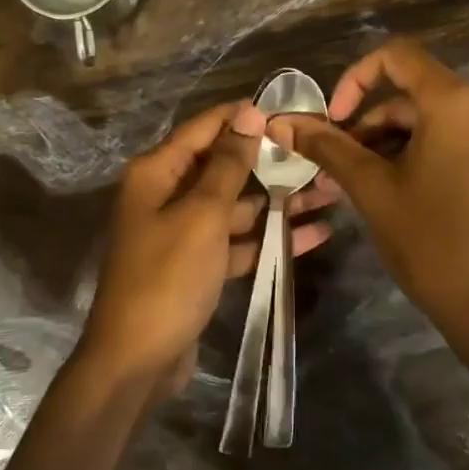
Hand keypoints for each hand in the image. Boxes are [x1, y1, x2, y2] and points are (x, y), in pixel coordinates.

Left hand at [75, 101, 335, 395]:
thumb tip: (248, 114)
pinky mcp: (197, 266)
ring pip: (236, 206)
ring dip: (279, 202)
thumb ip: (227, 165)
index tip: (291, 109)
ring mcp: (182, 232)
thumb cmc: (167, 278)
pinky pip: (237, 242)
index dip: (245, 116)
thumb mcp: (201, 216)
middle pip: (224, 167)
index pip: (204, 129)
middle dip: (271, 162)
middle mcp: (166, 195)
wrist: (137, 359)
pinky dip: (269, 238)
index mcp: (157, 173)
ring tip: (331, 192)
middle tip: (322, 154)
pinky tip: (313, 233)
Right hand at [271, 40, 468, 419]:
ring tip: (360, 187)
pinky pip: (457, 143)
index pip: (398, 56)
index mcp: (457, 102)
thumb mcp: (372, 190)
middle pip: (413, 96)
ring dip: (391, 145)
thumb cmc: (432, 244)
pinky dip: (422, 156)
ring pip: (433, 124)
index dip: (354, 79)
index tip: (332, 120)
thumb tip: (280, 121)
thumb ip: (327, 147)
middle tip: (335, 167)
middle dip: (367, 126)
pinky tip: (398, 193)